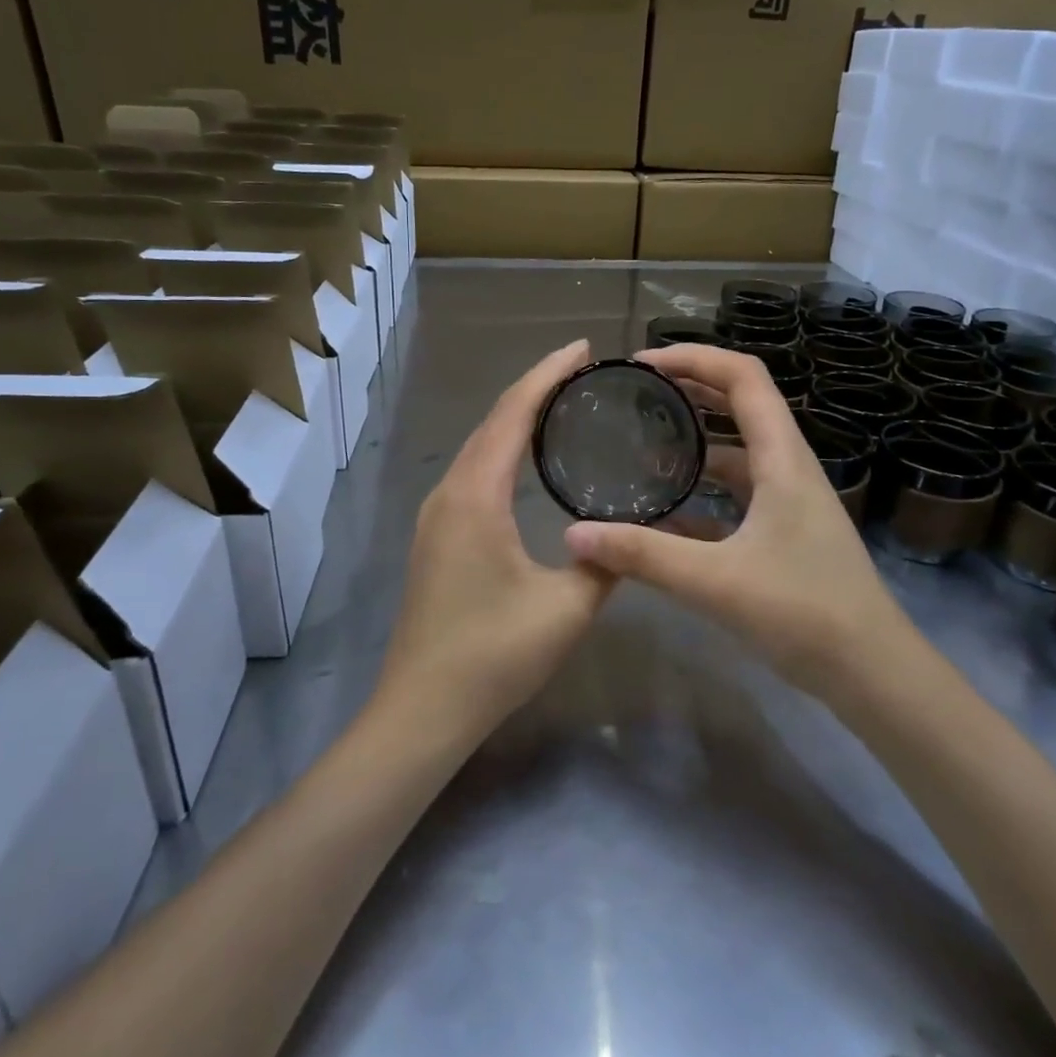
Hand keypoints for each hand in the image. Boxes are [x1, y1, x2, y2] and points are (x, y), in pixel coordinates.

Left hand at [379, 340, 615, 742]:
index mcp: (475, 496)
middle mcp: (448, 492)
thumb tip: (632, 535)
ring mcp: (435, 515)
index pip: (512, 414)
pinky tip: (526, 461)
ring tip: (561, 404)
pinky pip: (471, 472)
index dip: (547, 374)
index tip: (583, 349)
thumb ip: (605, 562)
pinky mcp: (435, 536)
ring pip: (478, 446)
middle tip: (582, 370)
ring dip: (516, 418)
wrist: (423, 708)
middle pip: (492, 421)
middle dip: (535, 387)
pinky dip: (502, 449)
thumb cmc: (494, 655)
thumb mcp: (567, 608)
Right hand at [564, 344, 919, 691]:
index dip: (693, 358)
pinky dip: (700, 493)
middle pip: (740, 405)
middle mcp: (788, 468)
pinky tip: (663, 513)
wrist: (872, 673)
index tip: (642, 365)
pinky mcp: (783, 533)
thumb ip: (643, 555)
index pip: (743, 377)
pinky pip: (735, 496)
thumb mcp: (716, 581)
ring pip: (736, 453)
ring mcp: (788, 502)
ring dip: (694, 443)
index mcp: (782, 459)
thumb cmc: (805, 614)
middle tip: (636, 394)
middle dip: (689, 390)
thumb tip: (574, 534)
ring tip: (641, 446)